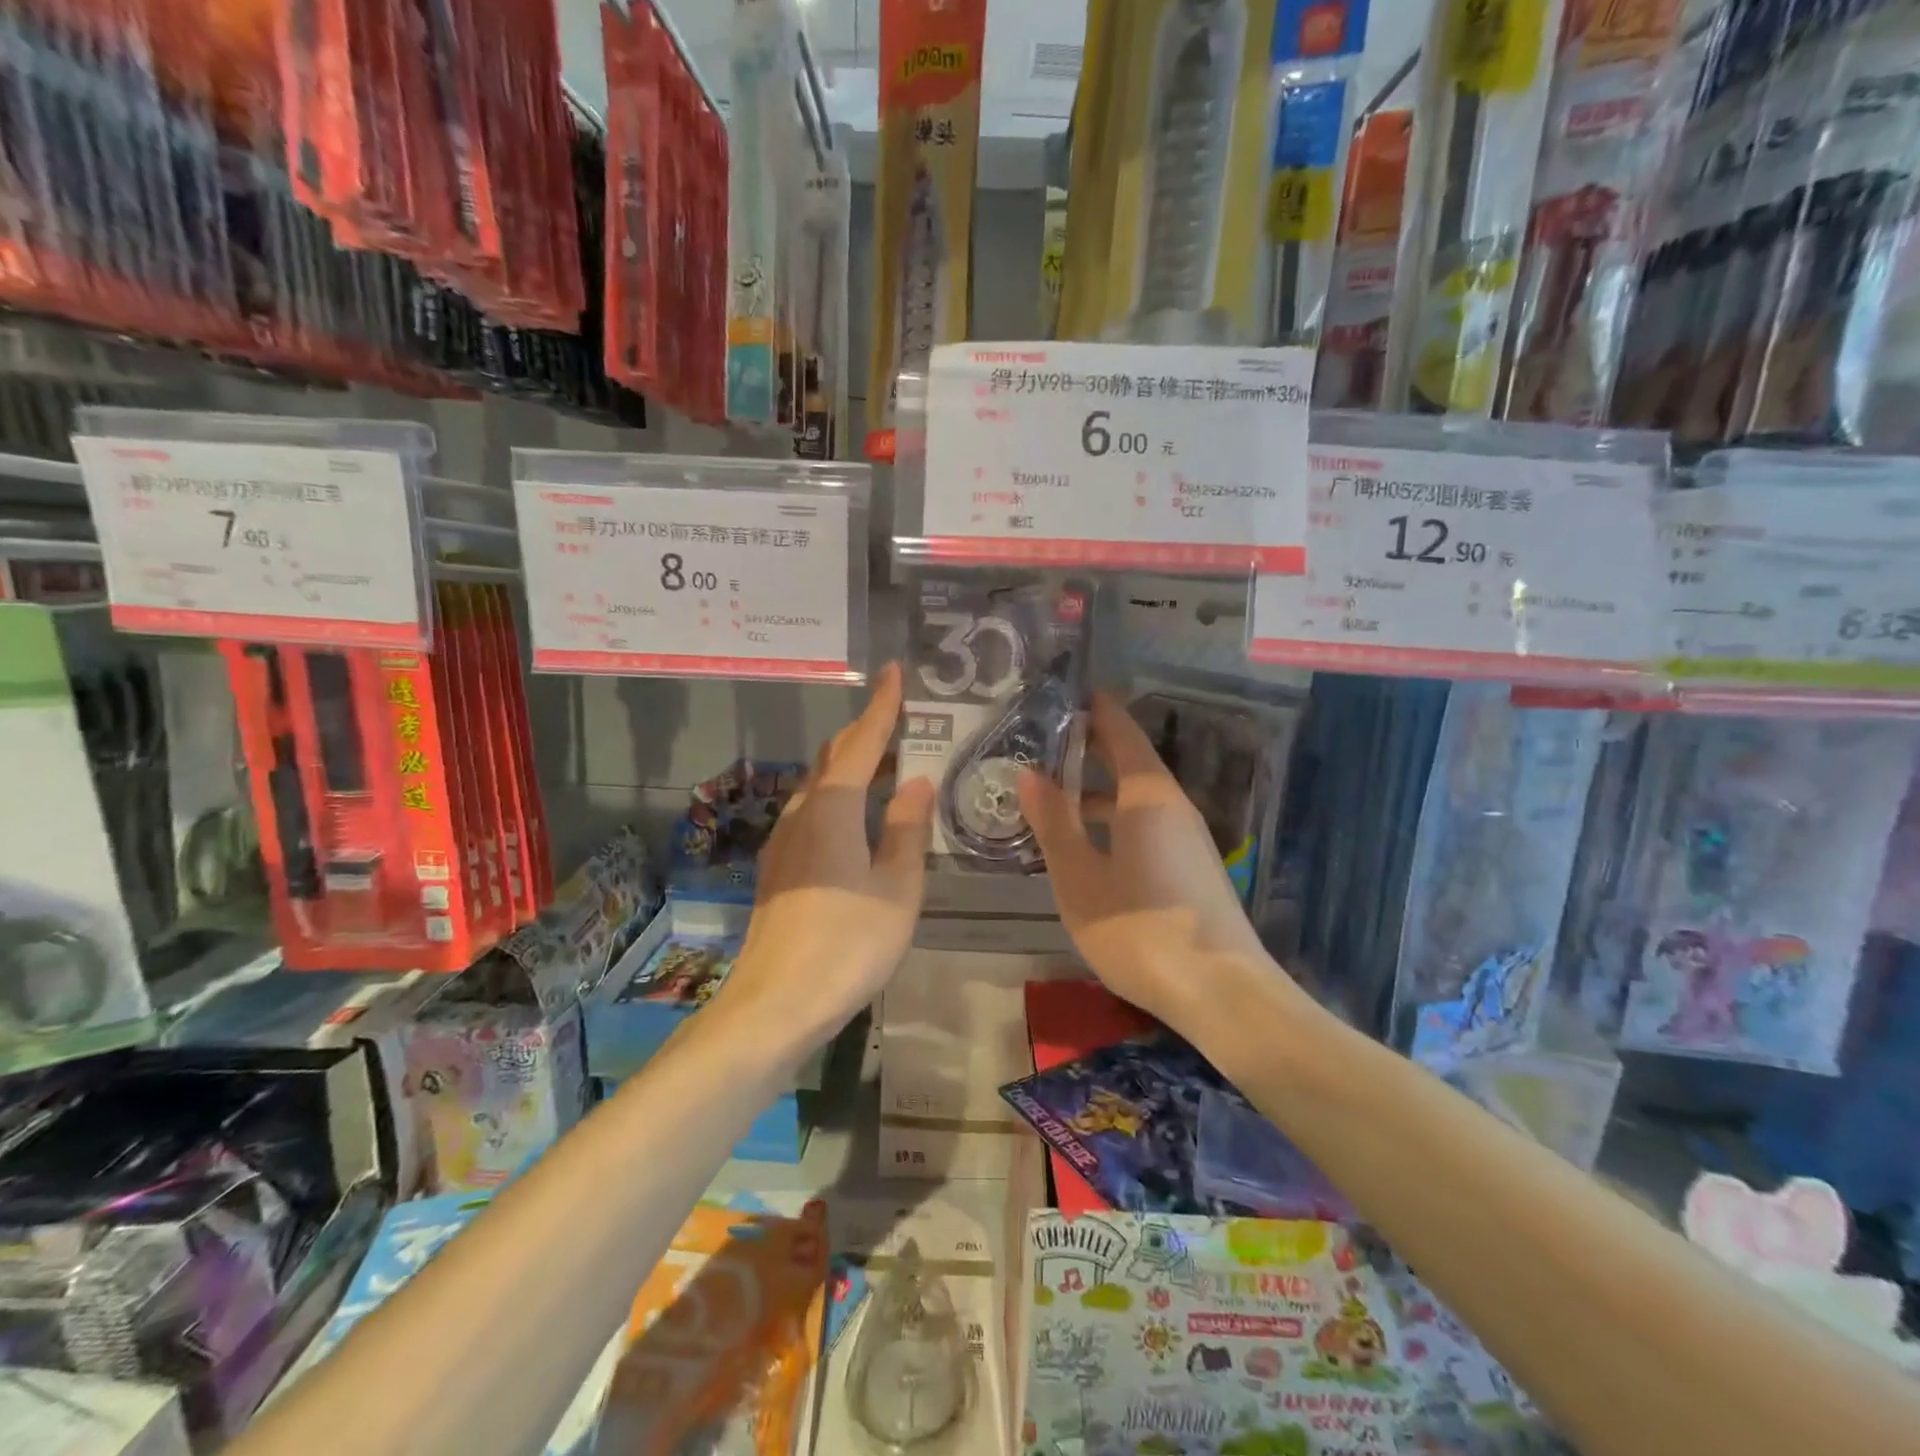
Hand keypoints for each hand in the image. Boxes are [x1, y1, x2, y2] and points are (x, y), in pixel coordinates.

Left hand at [713, 663, 934, 1051]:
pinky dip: (840, 797)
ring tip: (889, 766)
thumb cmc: (847, 943)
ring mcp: (784, 842)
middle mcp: (801, 813)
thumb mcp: (897, 887)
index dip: (881, 706)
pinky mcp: (779, 868)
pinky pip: (812, 812)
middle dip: (866, 732)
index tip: (893, 672)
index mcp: (832, 808)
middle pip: (835, 757)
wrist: (775, 1004)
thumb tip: (918, 782)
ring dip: (852, 766)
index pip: (861, 742)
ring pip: (820, 785)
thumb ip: (907, 829)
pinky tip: (858, 818)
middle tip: (902, 720)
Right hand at [1019, 692, 1276, 1035]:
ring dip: (1097, 791)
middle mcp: (1172, 806)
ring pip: (1135, 798)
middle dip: (1089, 749)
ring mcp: (1186, 839)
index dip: (1095, 711)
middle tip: (1041, 744)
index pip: (1122, 733)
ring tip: (1051, 795)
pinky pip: (1145, 825)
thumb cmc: (1140, 929)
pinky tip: (1085, 844)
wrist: (1221, 993)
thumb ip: (1054, 823)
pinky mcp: (1190, 868)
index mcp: (1147, 796)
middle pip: (1130, 762)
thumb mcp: (1080, 878)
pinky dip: (1112, 820)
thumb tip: (1029, 774)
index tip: (1064, 695)